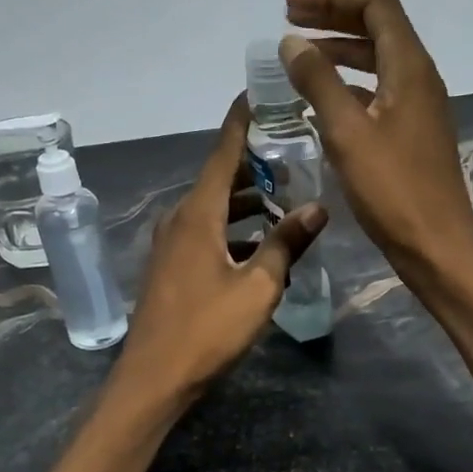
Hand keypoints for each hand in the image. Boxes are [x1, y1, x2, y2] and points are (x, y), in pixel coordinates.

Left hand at [114, 95, 327, 405]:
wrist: (154, 378)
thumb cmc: (207, 330)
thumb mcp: (258, 287)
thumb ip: (286, 243)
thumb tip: (318, 207)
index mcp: (198, 214)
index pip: (224, 152)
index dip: (243, 121)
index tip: (262, 93)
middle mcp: (179, 219)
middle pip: (220, 178)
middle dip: (255, 164)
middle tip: (295, 152)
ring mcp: (170, 244)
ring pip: (213, 208)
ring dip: (247, 201)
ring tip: (286, 199)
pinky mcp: (170, 267)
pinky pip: (205, 232)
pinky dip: (232, 228)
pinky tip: (259, 245)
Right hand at [279, 0, 472, 284]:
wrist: (436, 246)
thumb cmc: (393, 190)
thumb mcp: (348, 133)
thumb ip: (318, 82)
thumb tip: (291, 43)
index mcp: (409, 67)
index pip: (376, 4)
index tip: (289, 4)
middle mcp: (419, 78)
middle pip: (378, 27)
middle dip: (333, 17)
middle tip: (288, 20)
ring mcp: (418, 107)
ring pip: (377, 61)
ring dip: (339, 51)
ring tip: (299, 57)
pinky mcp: (412, 134)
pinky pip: (378, 92)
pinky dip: (347, 85)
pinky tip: (320, 103)